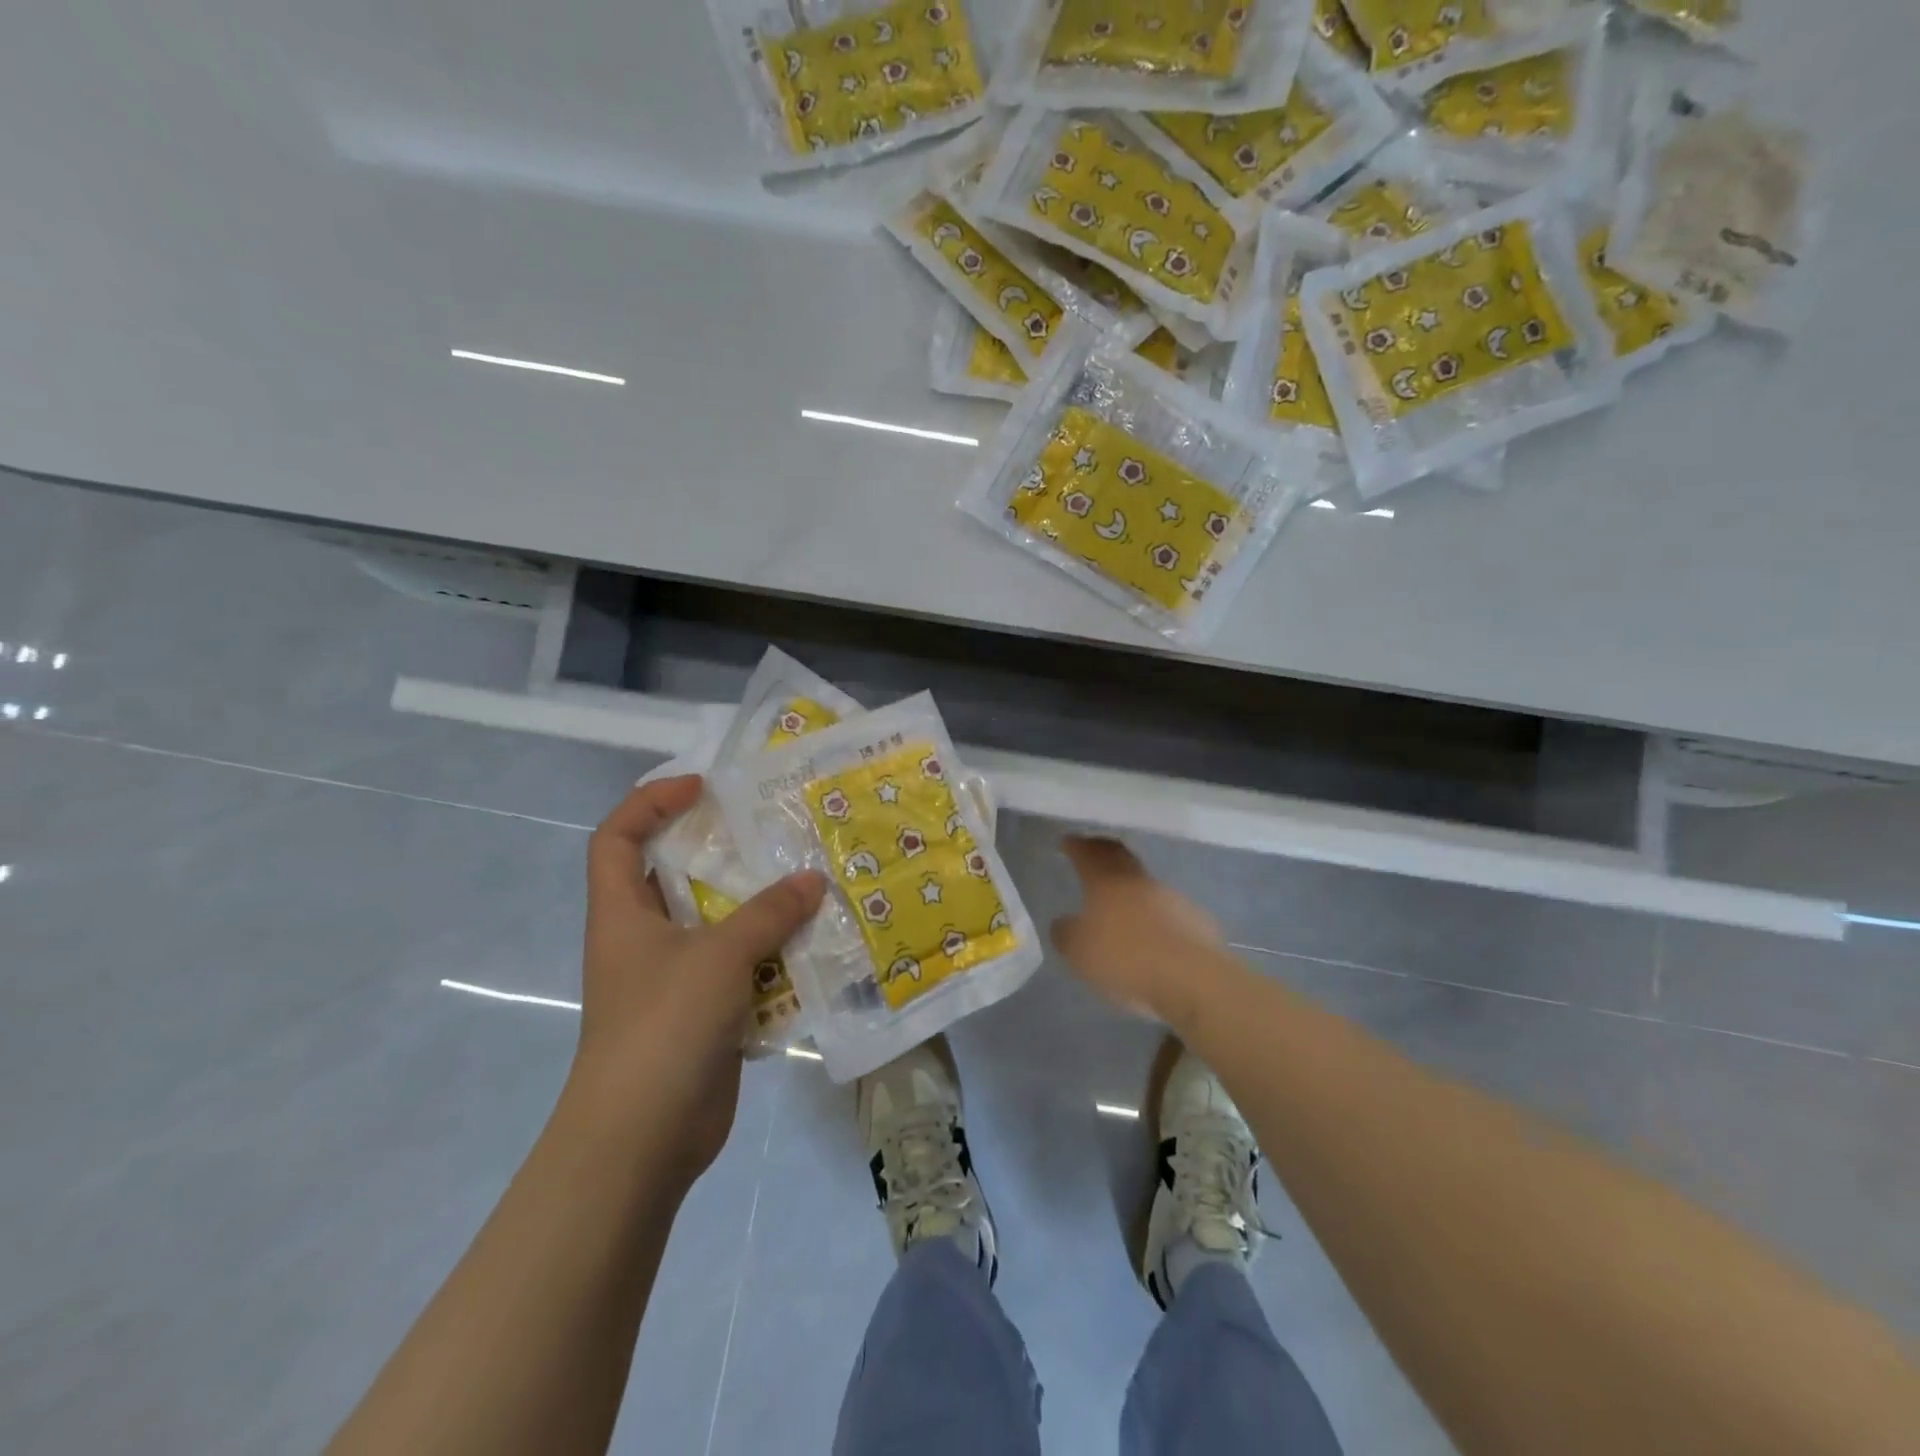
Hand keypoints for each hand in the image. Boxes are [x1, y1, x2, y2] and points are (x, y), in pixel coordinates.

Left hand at [571, 776, 825, 1181]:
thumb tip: (813, 880)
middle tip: (772, 830)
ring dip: (758, 904)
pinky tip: (812, 943)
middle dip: (721, 849)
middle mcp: (645, 937)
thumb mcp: (718, 957)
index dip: (650, 802)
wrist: (642, 1140)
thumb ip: (768, 914)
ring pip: (717, 921)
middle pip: (675, 874)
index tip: (702, 790)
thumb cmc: (663, 1027)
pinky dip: (772, 952)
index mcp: (623, 914)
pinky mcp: (705, 1010)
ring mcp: (675, 976)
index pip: (617, 837)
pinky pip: (741, 965)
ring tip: (806, 880)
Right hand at [1050, 836, 1225, 1027]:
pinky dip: (1154, 914)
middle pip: (1119, 857)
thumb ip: (1066, 934)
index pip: (1088, 853)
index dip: (1076, 846)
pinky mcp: (1197, 920)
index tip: (1068, 840)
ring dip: (1131, 887)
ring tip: (1120, 900)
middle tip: (1092, 851)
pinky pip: (1168, 910)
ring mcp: (1172, 898)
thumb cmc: (1125, 958)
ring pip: (1145, 884)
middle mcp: (1139, 881)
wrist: (1192, 978)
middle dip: (1103, 852)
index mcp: (1106, 882)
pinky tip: (1152, 932)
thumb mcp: (1079, 952)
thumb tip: (1063, 923)